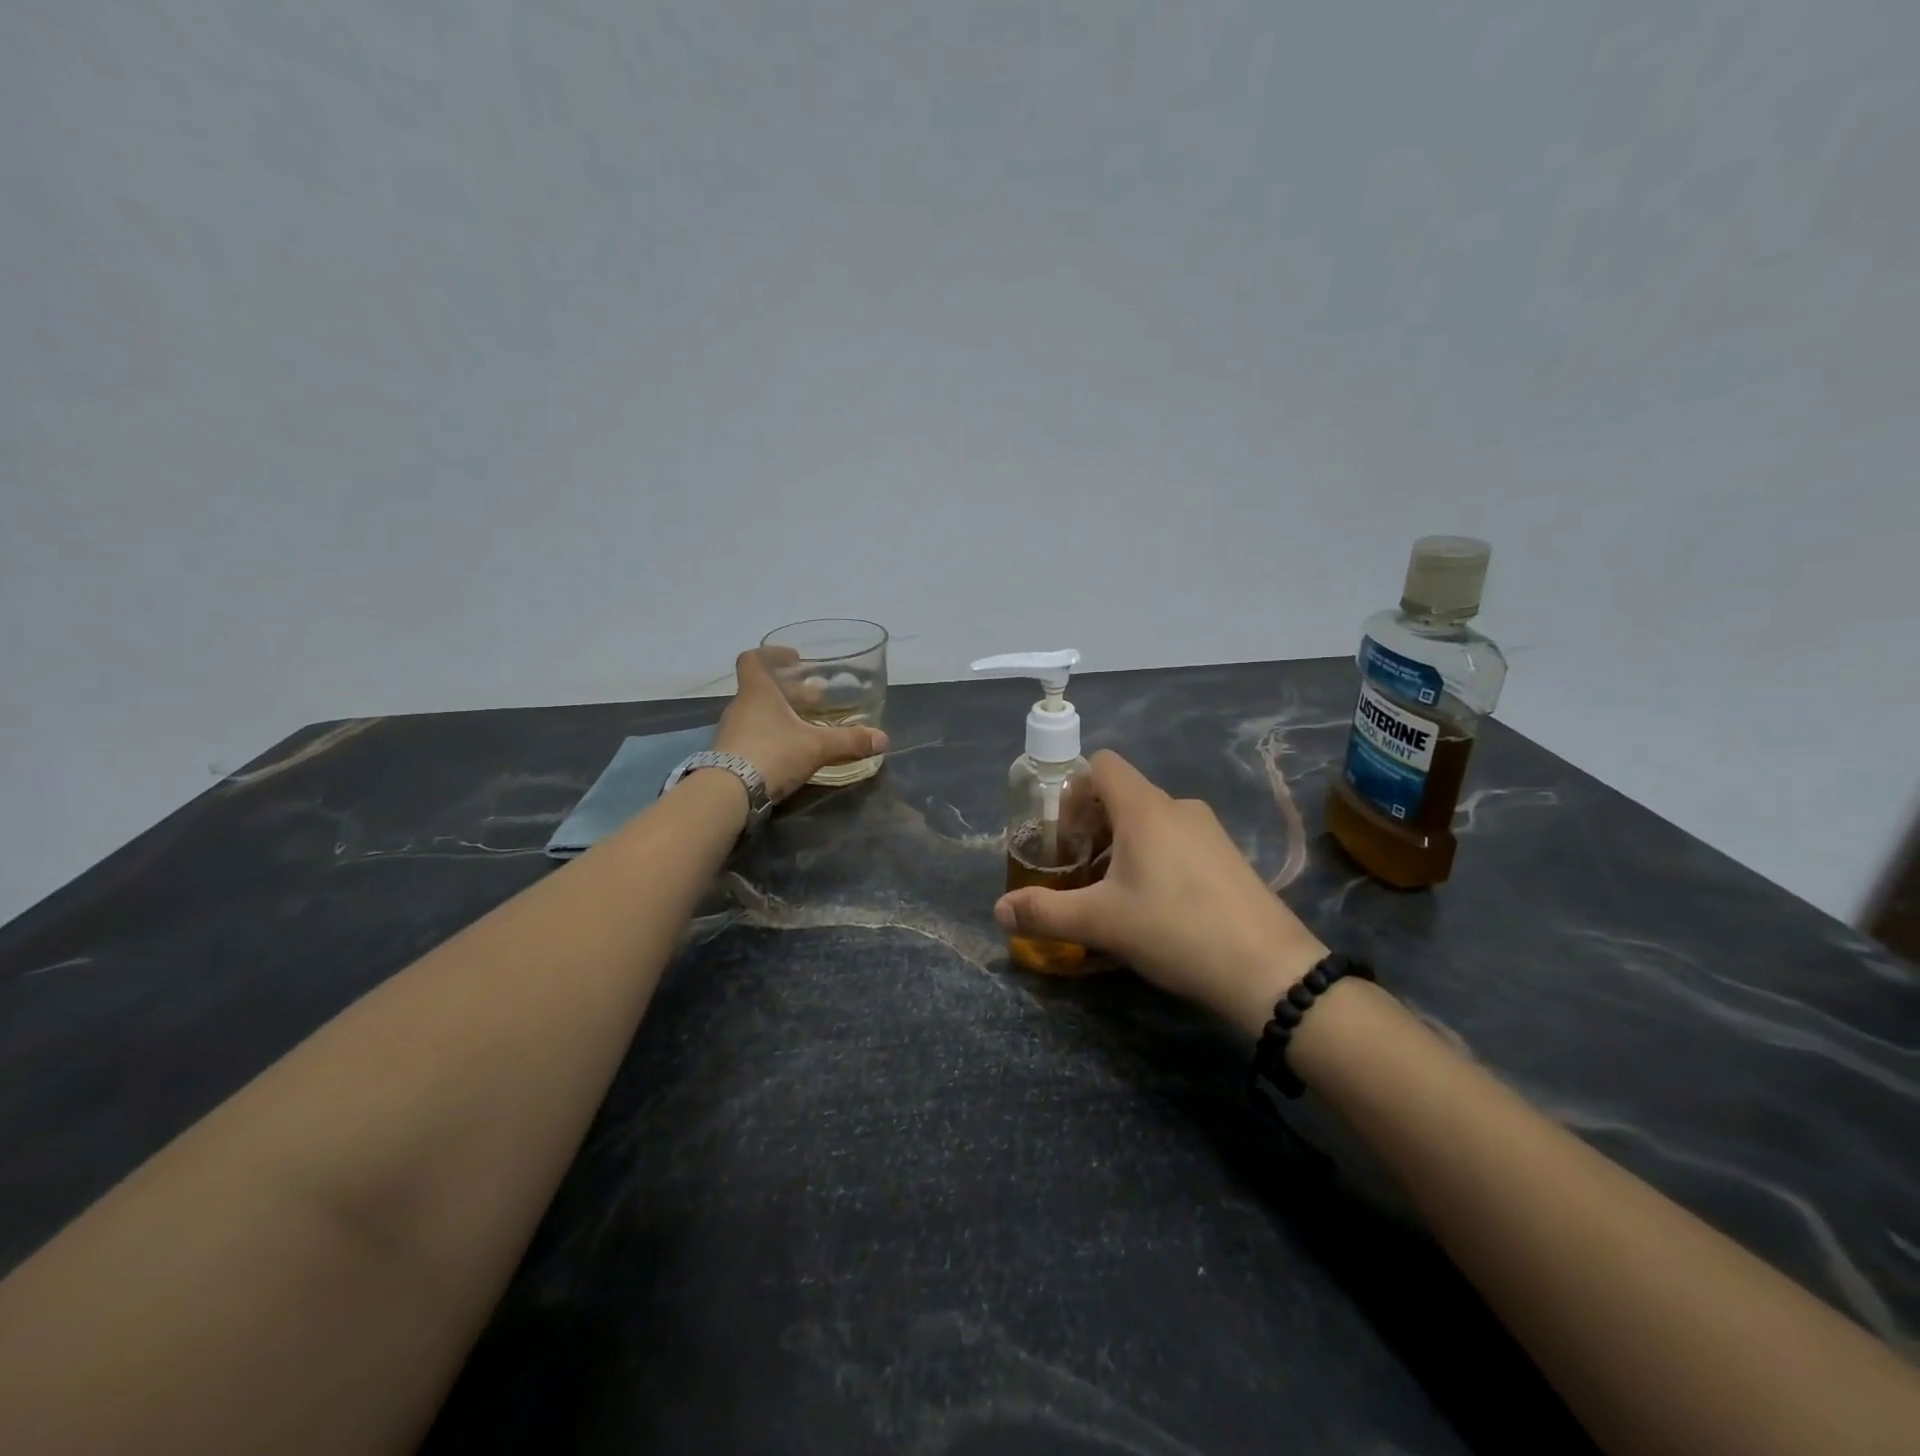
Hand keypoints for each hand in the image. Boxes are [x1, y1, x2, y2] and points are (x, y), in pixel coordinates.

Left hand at [711, 648, 888, 802]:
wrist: (728, 793)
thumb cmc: (772, 753)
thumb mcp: (816, 746)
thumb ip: (848, 741)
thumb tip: (883, 739)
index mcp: (757, 692)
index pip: (754, 660)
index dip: (772, 654)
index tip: (794, 659)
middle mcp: (741, 707)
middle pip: (762, 689)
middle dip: (790, 691)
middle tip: (816, 698)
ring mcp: (732, 732)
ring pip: (758, 714)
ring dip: (781, 715)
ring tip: (807, 726)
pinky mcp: (729, 756)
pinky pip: (752, 737)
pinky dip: (772, 737)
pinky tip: (791, 751)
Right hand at [994, 750, 1326, 1035]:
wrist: (1269, 969)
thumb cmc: (1175, 930)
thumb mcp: (1101, 923)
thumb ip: (1044, 912)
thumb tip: (999, 910)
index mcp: (1145, 808)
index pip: (1101, 764)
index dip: (1073, 790)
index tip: (1064, 835)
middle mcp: (1178, 807)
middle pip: (1123, 795)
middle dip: (1092, 826)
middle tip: (1079, 870)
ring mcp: (1209, 831)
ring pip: (1151, 821)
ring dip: (1122, 846)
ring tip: (1113, 894)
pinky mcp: (1229, 857)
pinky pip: (1178, 841)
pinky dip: (1154, 859)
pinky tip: (1155, 908)